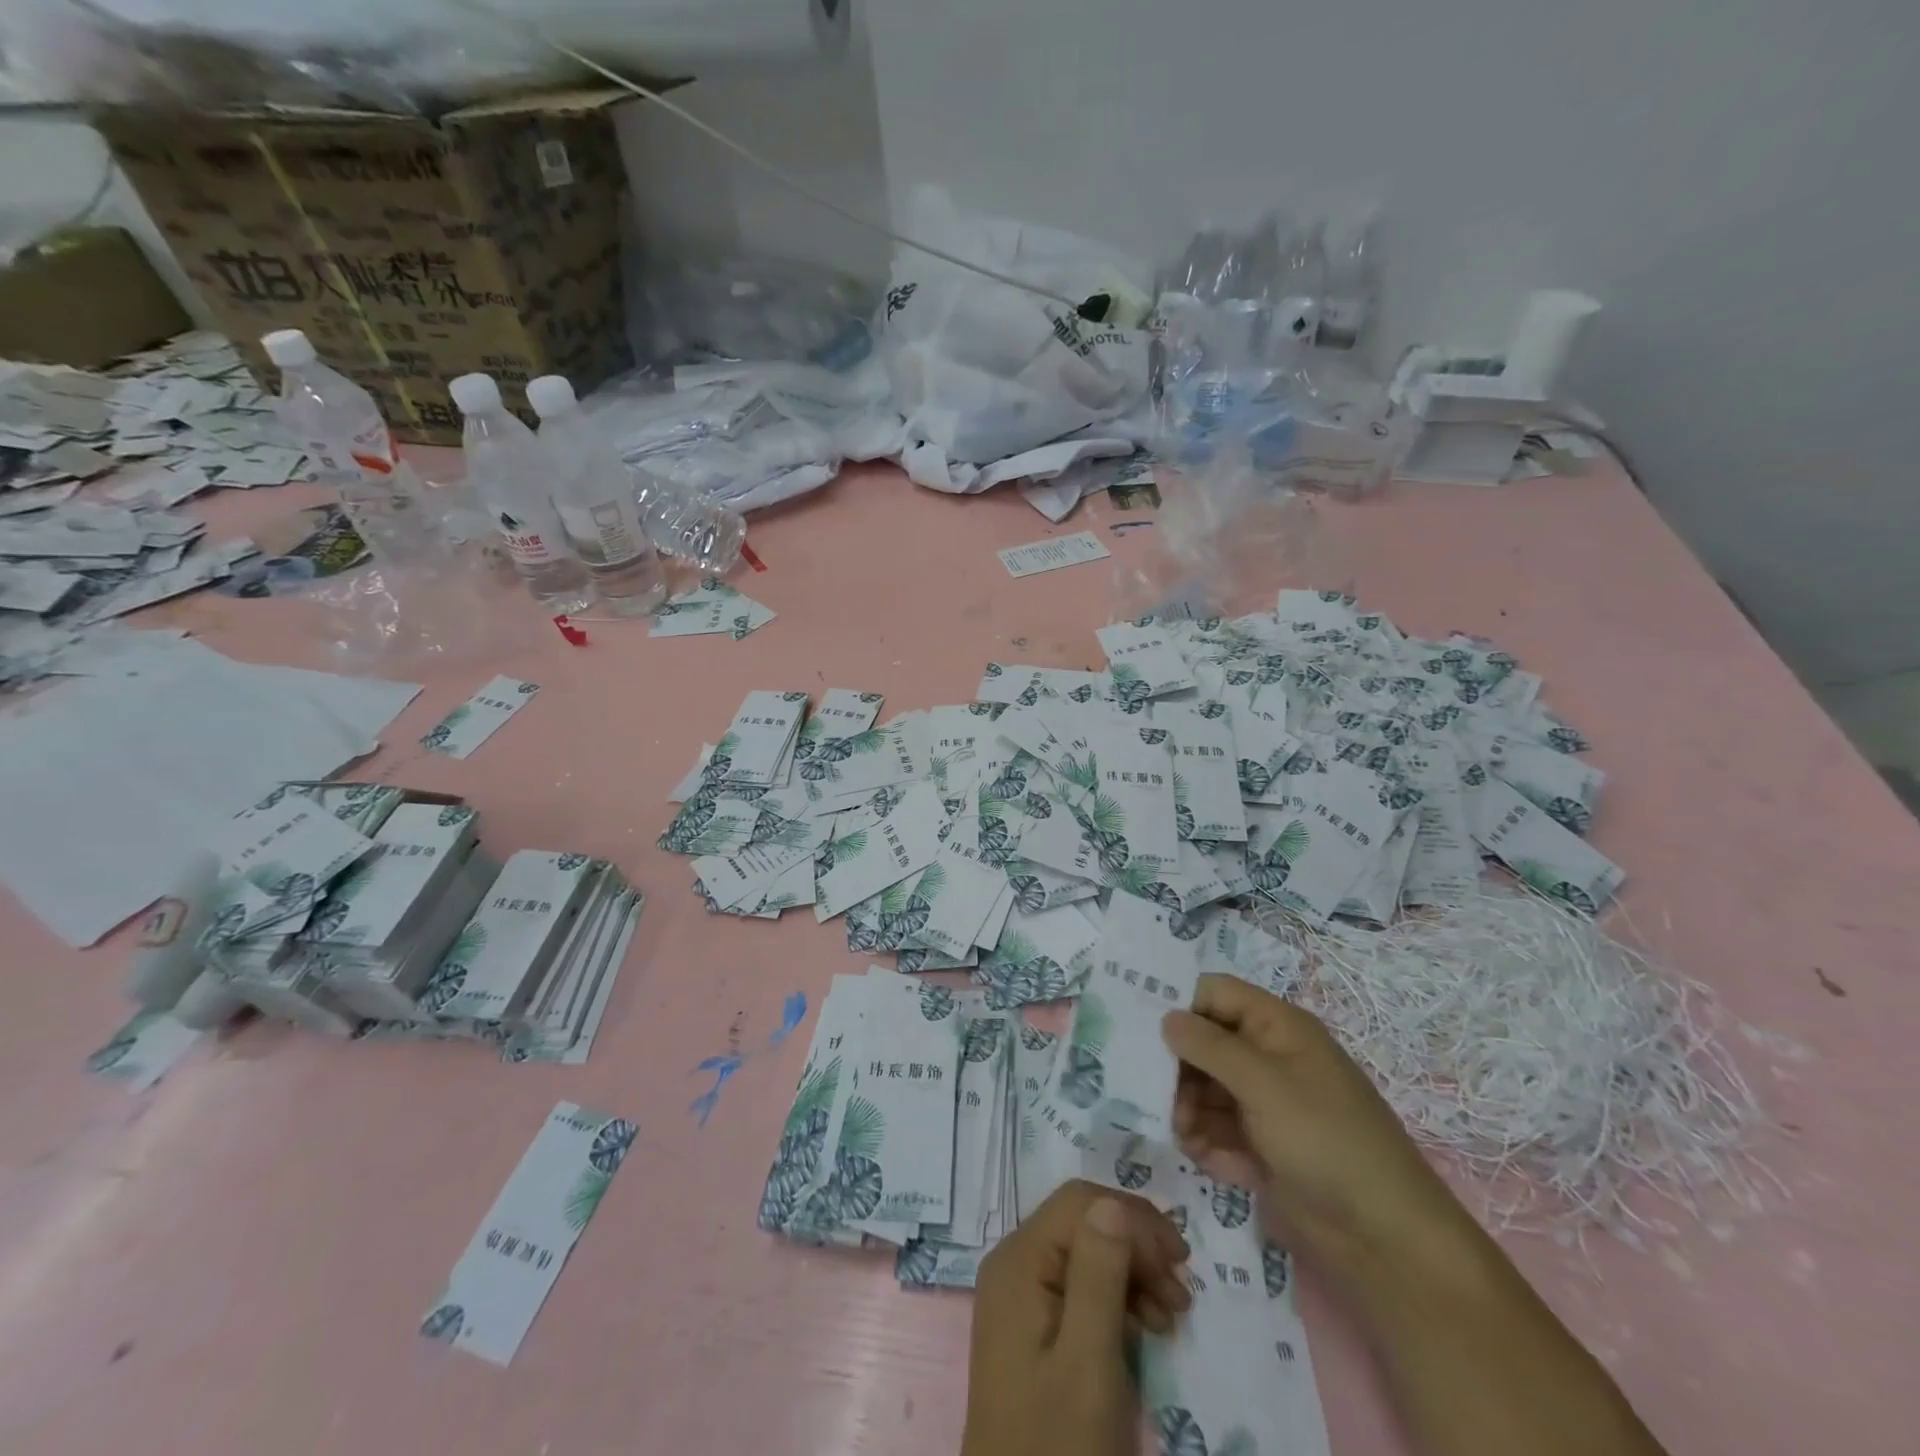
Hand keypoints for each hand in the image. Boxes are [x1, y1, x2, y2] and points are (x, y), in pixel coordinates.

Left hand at [962, 1180, 1190, 1455]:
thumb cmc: (1057, 1441)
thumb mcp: (1087, 1360)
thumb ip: (1099, 1274)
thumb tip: (1115, 1203)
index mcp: (1020, 1259)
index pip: (1081, 1203)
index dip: (1133, 1220)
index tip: (1181, 1262)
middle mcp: (1015, 1264)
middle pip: (1084, 1224)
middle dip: (1137, 1247)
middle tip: (1182, 1292)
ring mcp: (1021, 1295)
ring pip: (1086, 1254)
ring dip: (1133, 1274)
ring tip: (1173, 1315)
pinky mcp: (1033, 1327)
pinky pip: (1079, 1288)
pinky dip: (1118, 1299)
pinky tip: (1145, 1328)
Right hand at [1161, 974, 1473, 1284]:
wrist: (1384, 1239)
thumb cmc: (1324, 1139)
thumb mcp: (1263, 1083)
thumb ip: (1209, 1046)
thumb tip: (1166, 1017)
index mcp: (1277, 1027)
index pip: (1215, 994)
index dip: (1181, 1005)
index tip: (1140, 1028)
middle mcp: (1268, 1058)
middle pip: (1204, 1043)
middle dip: (1178, 1068)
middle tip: (1155, 1093)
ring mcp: (1265, 1105)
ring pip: (1205, 1089)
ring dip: (1188, 1110)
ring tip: (1185, 1135)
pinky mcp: (1262, 1147)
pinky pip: (1218, 1130)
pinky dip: (1208, 1143)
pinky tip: (1211, 1162)